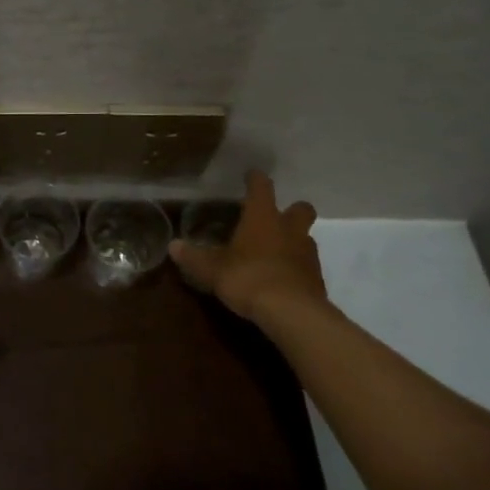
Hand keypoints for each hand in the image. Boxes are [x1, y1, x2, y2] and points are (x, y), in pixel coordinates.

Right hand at [169, 170, 326, 322]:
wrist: (293, 314)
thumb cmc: (248, 278)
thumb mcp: (212, 269)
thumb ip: (194, 257)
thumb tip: (173, 245)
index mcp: (263, 217)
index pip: (261, 187)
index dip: (255, 179)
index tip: (251, 175)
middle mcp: (289, 229)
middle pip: (300, 209)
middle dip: (291, 210)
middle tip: (274, 218)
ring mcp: (307, 254)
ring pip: (306, 237)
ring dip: (294, 240)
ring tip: (275, 252)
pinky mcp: (317, 280)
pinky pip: (308, 266)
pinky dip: (297, 268)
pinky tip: (283, 280)